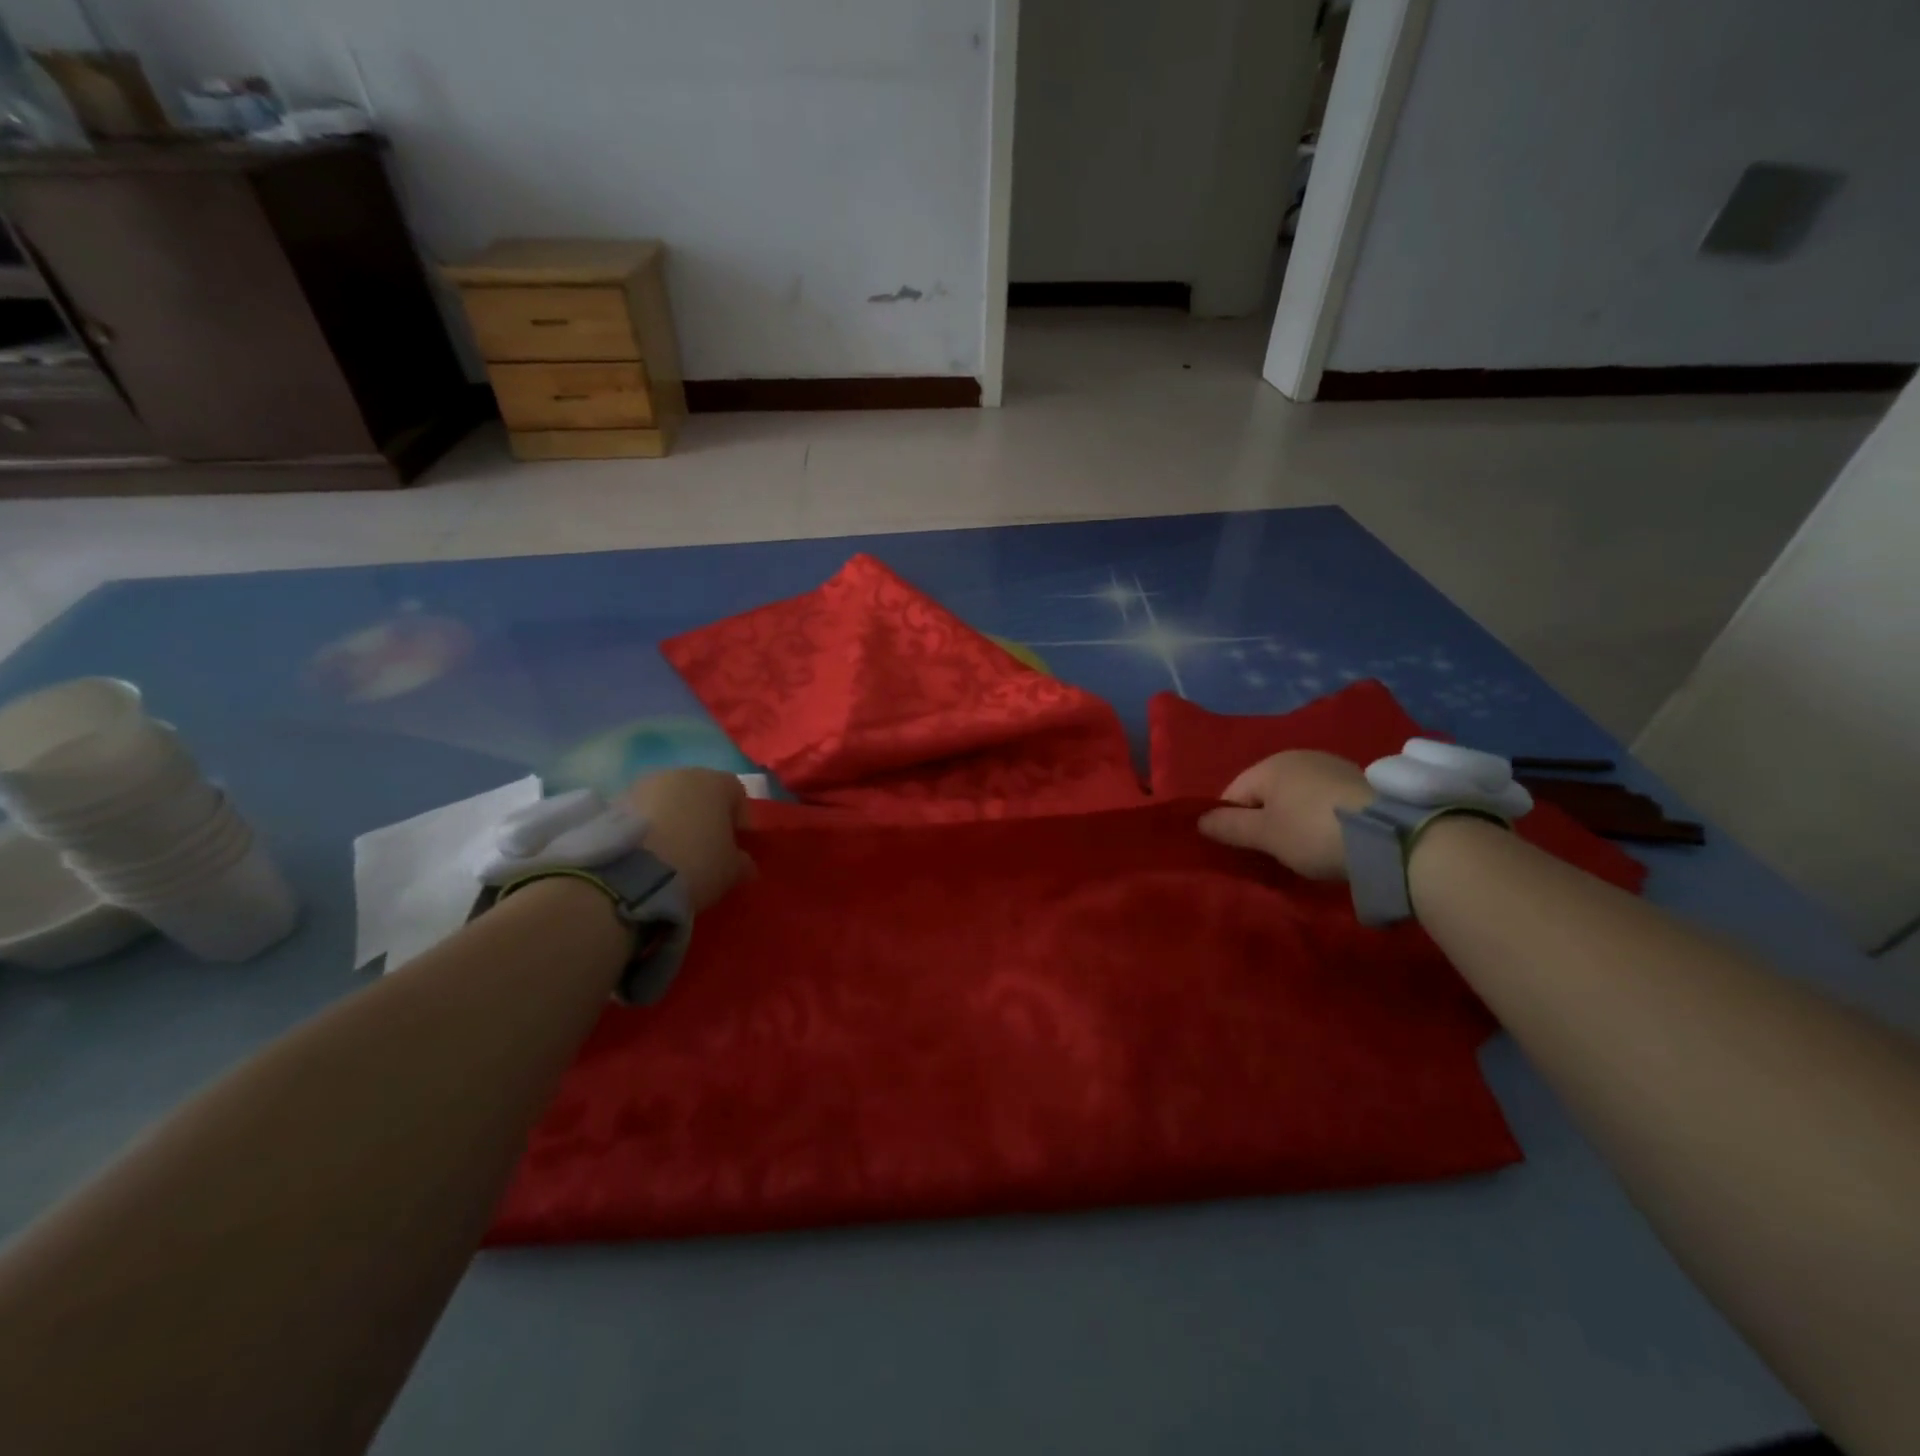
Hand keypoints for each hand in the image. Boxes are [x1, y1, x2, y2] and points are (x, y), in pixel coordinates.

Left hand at [625, 769, 754, 911]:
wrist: (628, 875)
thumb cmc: (695, 863)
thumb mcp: (731, 871)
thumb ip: (741, 862)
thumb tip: (744, 862)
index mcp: (715, 782)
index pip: (737, 792)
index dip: (740, 818)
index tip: (737, 844)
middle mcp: (679, 774)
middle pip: (699, 792)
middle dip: (703, 816)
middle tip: (704, 848)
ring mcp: (642, 785)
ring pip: (666, 800)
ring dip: (672, 819)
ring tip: (670, 852)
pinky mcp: (612, 803)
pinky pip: (640, 813)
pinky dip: (646, 828)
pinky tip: (647, 854)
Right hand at [1198, 751, 1371, 880]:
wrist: (1392, 836)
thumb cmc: (1313, 832)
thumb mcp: (1265, 835)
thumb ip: (1229, 826)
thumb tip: (1199, 820)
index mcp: (1270, 765)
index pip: (1233, 792)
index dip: (1231, 822)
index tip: (1244, 850)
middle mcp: (1299, 756)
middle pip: (1265, 792)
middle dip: (1263, 820)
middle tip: (1273, 852)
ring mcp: (1332, 765)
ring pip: (1295, 795)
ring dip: (1292, 818)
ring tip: (1304, 848)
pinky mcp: (1360, 782)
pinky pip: (1322, 799)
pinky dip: (1319, 817)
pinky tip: (1330, 838)